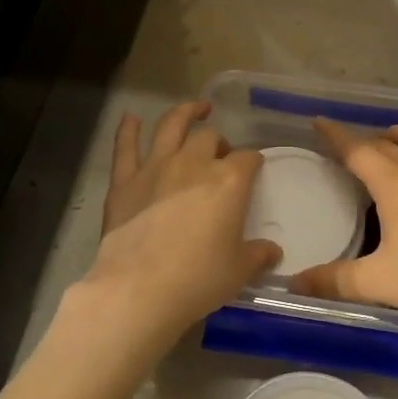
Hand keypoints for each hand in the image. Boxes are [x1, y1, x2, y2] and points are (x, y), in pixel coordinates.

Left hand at [77, 101, 280, 349]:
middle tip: (221, 156)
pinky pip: (125, 147)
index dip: (254, 161)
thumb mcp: (239, 271)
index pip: (248, 159)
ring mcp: (155, 168)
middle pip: (210, 138)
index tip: (255, 168)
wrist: (139, 289)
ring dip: (184, 113)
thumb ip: (258, 255)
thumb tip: (273, 251)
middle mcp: (193, 164)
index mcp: (228, 182)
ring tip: (195, 109)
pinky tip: (130, 118)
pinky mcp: (124, 181)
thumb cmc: (198, 279)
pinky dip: (128, 130)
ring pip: (171, 126)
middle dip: (220, 142)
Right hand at [289, 118, 397, 330]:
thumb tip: (295, 283)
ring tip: (386, 145)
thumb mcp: (378, 282)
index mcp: (396, 186)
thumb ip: (334, 281)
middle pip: (388, 143)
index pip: (359, 150)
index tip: (319, 122)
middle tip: (345, 146)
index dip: (337, 135)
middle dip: (363, 138)